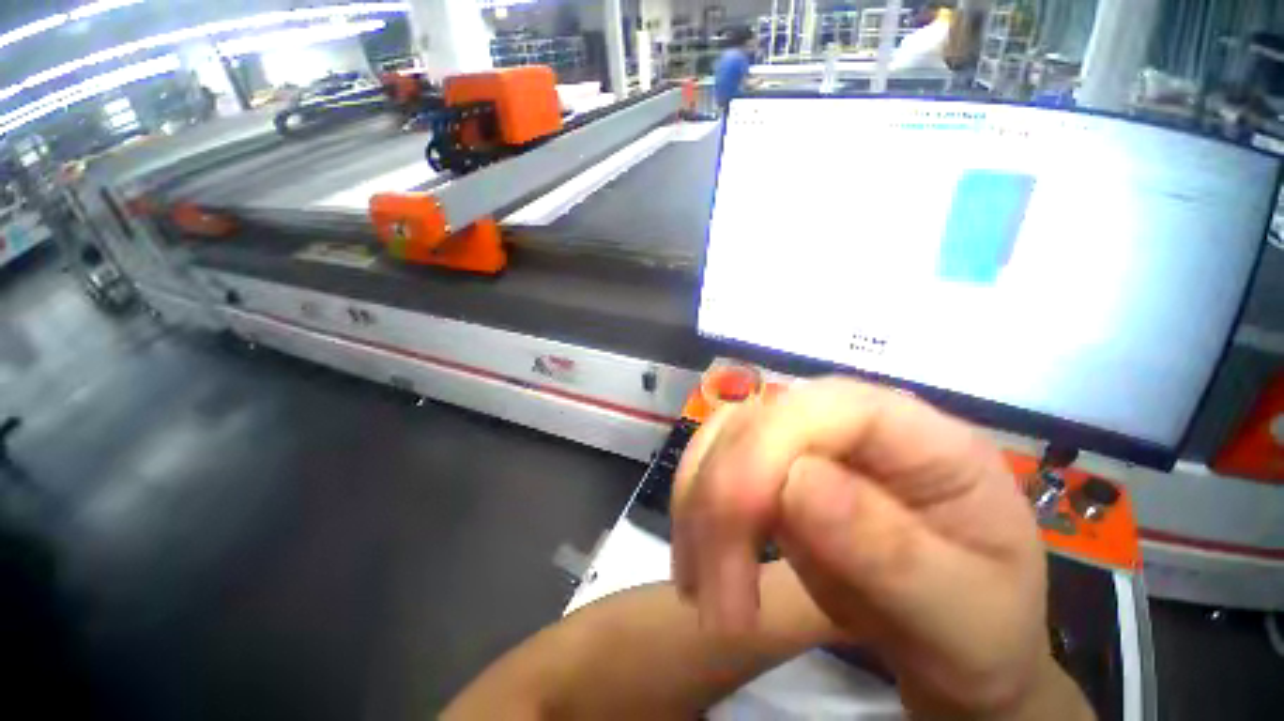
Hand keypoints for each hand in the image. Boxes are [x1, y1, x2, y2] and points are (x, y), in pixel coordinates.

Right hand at [671, 378, 1057, 715]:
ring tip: (700, 589)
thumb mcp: (965, 611)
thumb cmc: (982, 629)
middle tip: (716, 598)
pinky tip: (696, 564)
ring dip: (698, 508)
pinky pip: (713, 470)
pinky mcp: (771, 472)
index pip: (825, 407)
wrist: (956, 646)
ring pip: (721, 440)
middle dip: (721, 500)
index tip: (739, 529)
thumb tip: (797, 484)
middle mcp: (849, 422)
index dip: (768, 451)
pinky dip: (693, 513)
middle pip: (758, 422)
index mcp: (921, 436)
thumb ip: (893, 548)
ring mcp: (803, 443)